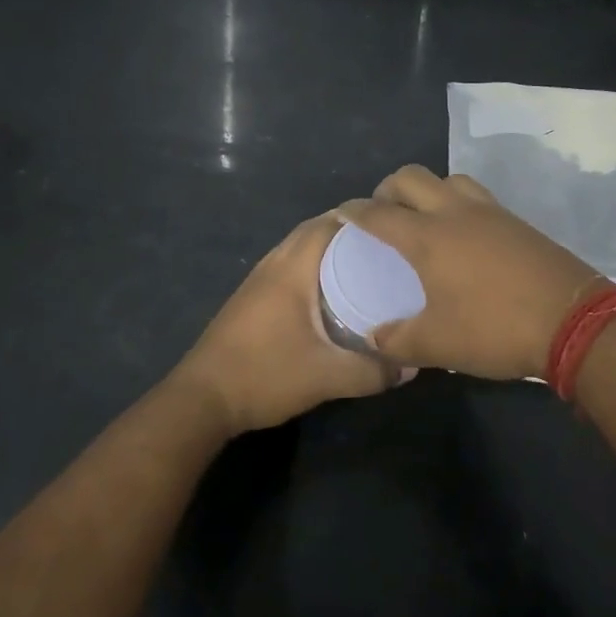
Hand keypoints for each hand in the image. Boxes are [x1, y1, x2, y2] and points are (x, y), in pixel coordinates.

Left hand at [172, 212, 404, 435]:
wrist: (203, 398)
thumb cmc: (265, 375)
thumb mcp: (326, 377)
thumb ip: (371, 372)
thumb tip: (412, 366)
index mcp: (292, 268)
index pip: (330, 224)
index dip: (364, 219)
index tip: (398, 226)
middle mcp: (274, 263)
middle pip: (315, 231)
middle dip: (351, 232)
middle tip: (390, 246)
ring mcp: (258, 279)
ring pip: (300, 248)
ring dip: (331, 249)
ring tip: (368, 264)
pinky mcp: (251, 297)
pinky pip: (290, 265)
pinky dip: (314, 266)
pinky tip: (332, 292)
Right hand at [337, 165, 600, 380]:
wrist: (574, 322)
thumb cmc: (495, 329)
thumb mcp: (437, 344)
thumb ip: (397, 340)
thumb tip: (373, 339)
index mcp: (427, 238)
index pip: (379, 214)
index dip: (355, 211)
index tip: (341, 213)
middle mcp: (455, 213)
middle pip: (411, 177)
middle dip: (388, 189)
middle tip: (382, 213)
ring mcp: (491, 213)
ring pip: (449, 179)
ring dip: (428, 190)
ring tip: (424, 217)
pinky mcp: (517, 222)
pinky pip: (477, 196)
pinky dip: (458, 203)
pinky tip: (464, 234)